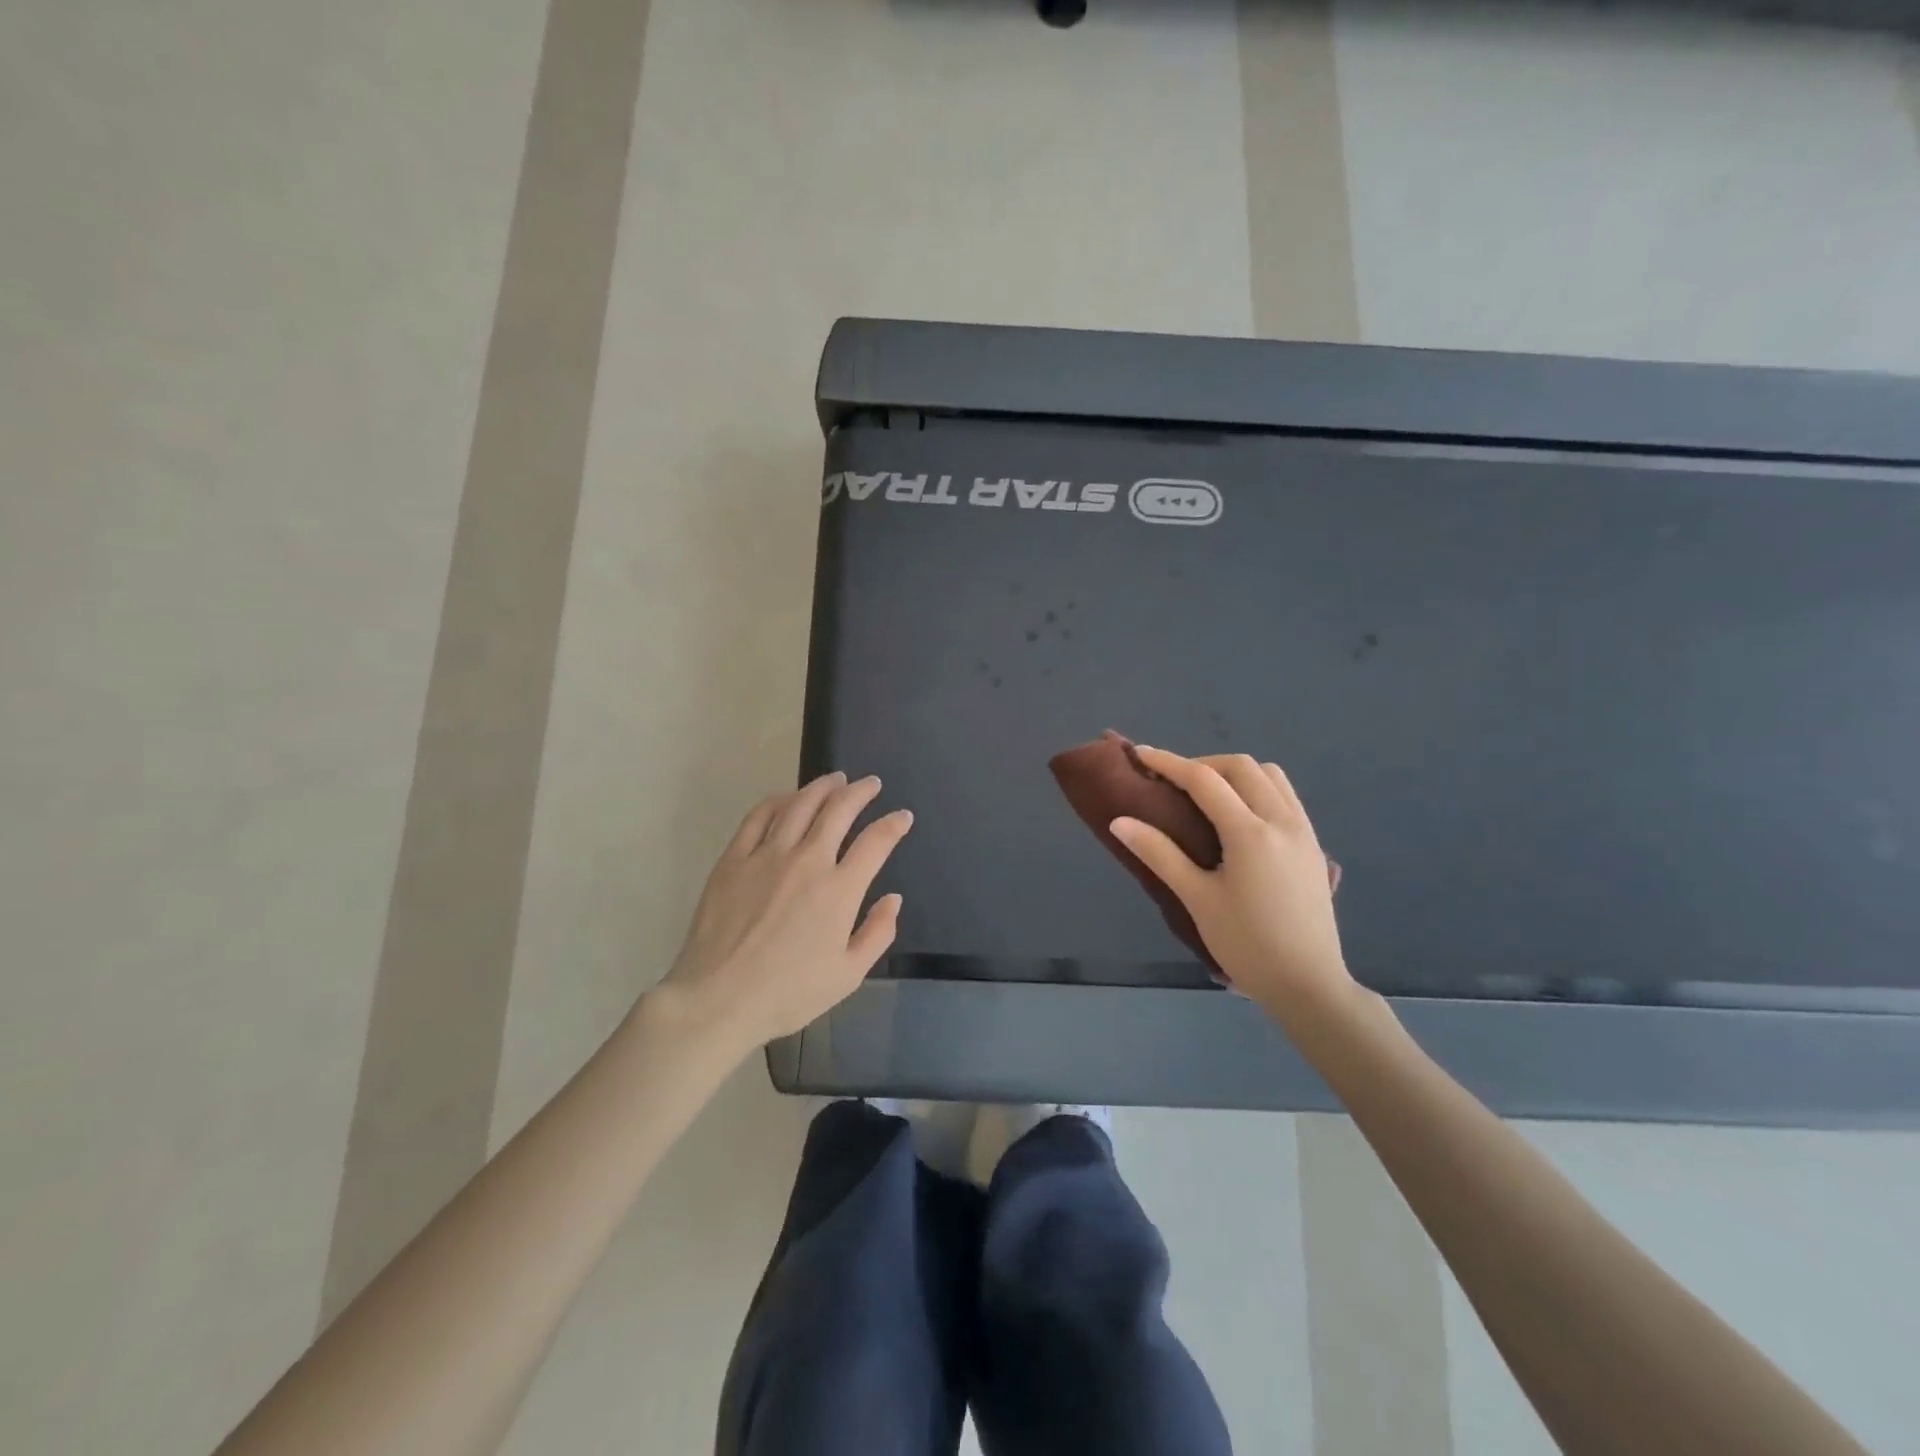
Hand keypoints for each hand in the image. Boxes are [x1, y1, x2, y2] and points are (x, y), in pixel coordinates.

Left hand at [659, 771, 911, 1050]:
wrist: (718, 998)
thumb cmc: (788, 993)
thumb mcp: (848, 975)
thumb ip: (877, 933)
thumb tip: (893, 899)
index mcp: (840, 889)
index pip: (876, 842)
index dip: (894, 824)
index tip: (902, 817)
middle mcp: (807, 860)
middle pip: (839, 810)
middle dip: (860, 792)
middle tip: (871, 784)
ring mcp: (767, 855)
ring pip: (800, 804)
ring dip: (822, 787)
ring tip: (835, 780)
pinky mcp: (734, 858)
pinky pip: (759, 817)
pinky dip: (778, 800)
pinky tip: (787, 797)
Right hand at [1110, 748, 1353, 1019]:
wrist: (1309, 985)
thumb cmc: (1247, 945)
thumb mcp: (1198, 899)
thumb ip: (1159, 854)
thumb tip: (1120, 821)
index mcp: (1250, 833)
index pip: (1204, 779)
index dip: (1168, 762)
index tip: (1140, 754)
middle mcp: (1282, 820)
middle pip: (1241, 767)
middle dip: (1203, 764)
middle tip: (1173, 783)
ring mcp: (1303, 831)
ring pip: (1270, 776)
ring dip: (1235, 773)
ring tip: (1207, 796)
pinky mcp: (1313, 846)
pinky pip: (1285, 796)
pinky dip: (1257, 789)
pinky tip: (1239, 817)